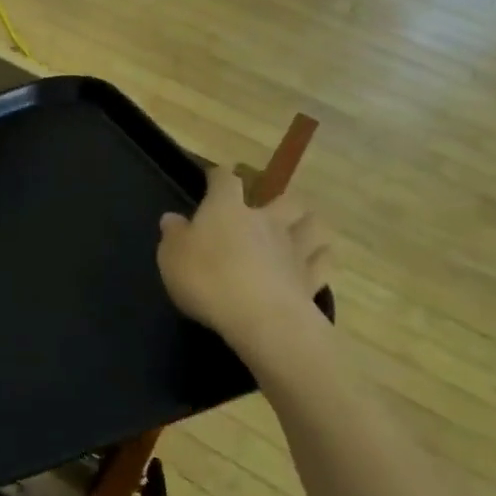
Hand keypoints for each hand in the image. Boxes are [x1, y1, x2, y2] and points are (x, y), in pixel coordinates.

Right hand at [157, 173, 332, 377]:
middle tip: (267, 209)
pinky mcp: (312, 279)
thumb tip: (172, 218)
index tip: (214, 176)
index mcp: (227, 209)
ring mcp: (294, 249)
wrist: (261, 319)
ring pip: (312, 225)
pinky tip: (313, 262)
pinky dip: (320, 258)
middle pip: (283, 198)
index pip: (225, 180)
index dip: (219, 176)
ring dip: (306, 224)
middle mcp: (266, 221)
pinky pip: (323, 261)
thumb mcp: (172, 257)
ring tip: (298, 230)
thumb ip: (174, 235)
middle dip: (277, 200)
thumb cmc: (207, 280)